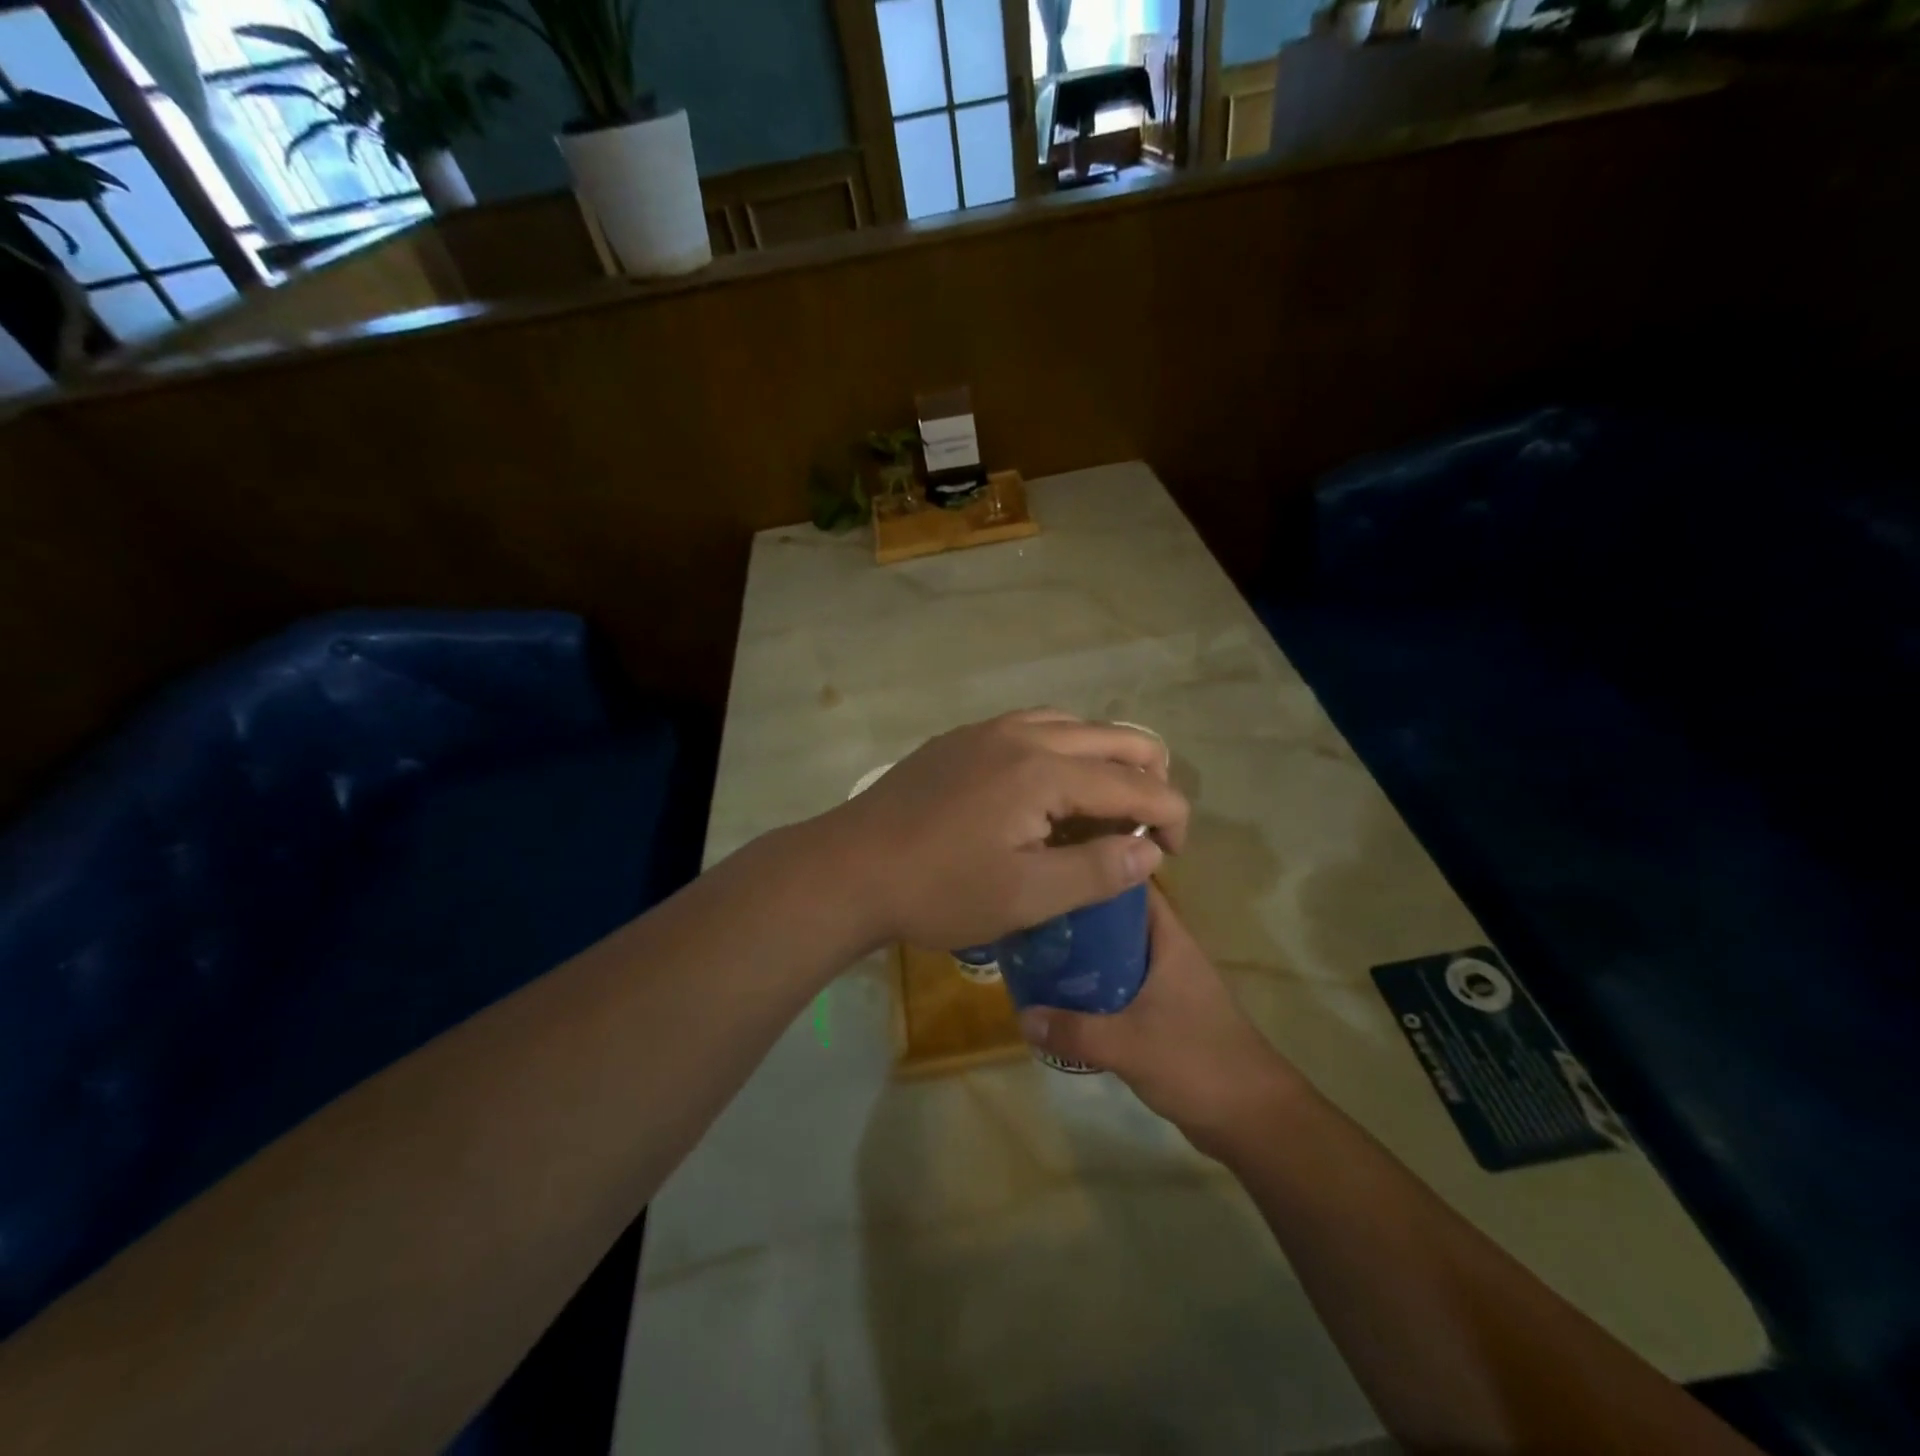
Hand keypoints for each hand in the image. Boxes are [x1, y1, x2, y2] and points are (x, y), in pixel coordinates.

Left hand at [824, 710, 1187, 951]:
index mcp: (1045, 770)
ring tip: (1107, 802)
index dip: (1170, 816)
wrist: (850, 867)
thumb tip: (1150, 852)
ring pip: (1072, 724)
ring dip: (1104, 757)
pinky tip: (1050, 785)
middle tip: (1150, 824)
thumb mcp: (1026, 897)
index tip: (1175, 854)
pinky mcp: (961, 740)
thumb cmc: (939, 889)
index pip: (1134, 784)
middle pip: (1112, 737)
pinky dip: (1063, 748)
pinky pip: (1032, 726)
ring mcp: (987, 730)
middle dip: (1148, 776)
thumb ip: (1097, 871)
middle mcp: (1023, 734)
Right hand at [1018, 887, 1308, 1158]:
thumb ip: (1074, 1031)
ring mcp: (1169, 985)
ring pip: (1119, 955)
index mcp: (1170, 941)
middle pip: (1119, 920)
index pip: (1133, 887)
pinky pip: (1124, 988)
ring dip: (1086, 955)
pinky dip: (1097, 988)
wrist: (1254, 1119)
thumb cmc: (1197, 1062)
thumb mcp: (1128, 1045)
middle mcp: (1169, 954)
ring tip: (1040, 954)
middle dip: (1080, 918)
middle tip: (1035, 918)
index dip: (1098, 871)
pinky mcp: (1166, 1015)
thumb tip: (1023, 1015)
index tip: (1056, 869)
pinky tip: (1065, 999)